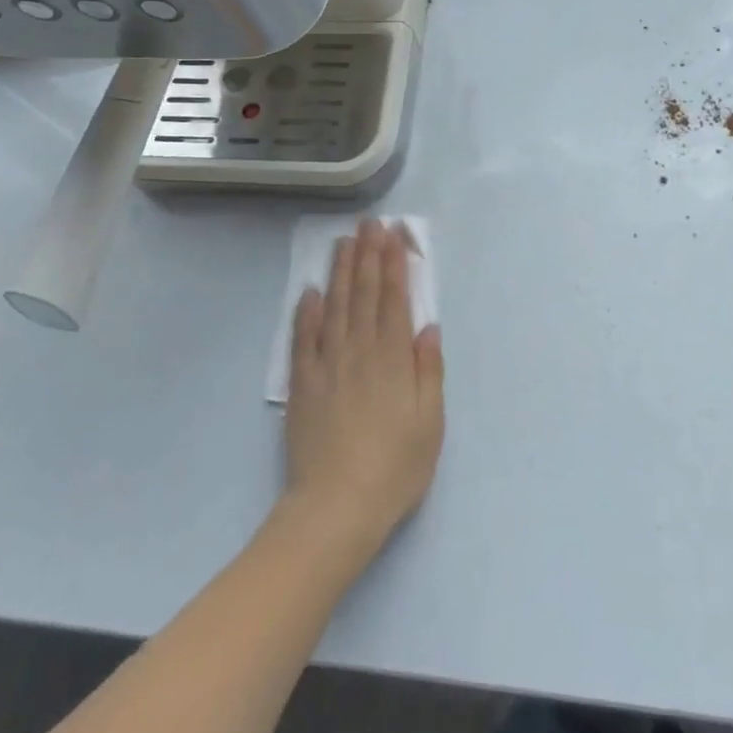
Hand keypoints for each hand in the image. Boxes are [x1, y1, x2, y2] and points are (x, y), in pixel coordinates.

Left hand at [282, 219, 443, 566]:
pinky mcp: (303, 384)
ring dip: (340, 272)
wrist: (336, 508)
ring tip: (344, 242)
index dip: (394, 263)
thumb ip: (429, 370)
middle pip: (364, 294)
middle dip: (368, 255)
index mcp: (392, 358)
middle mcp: (360, 351)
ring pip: (335, 307)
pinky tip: (310, 291)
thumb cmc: (394, 467)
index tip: (393, 234)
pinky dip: (307, 312)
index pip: (394, 299)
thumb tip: (428, 326)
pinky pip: (304, 339)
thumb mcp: (430, 423)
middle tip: (369, 224)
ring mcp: (327, 365)